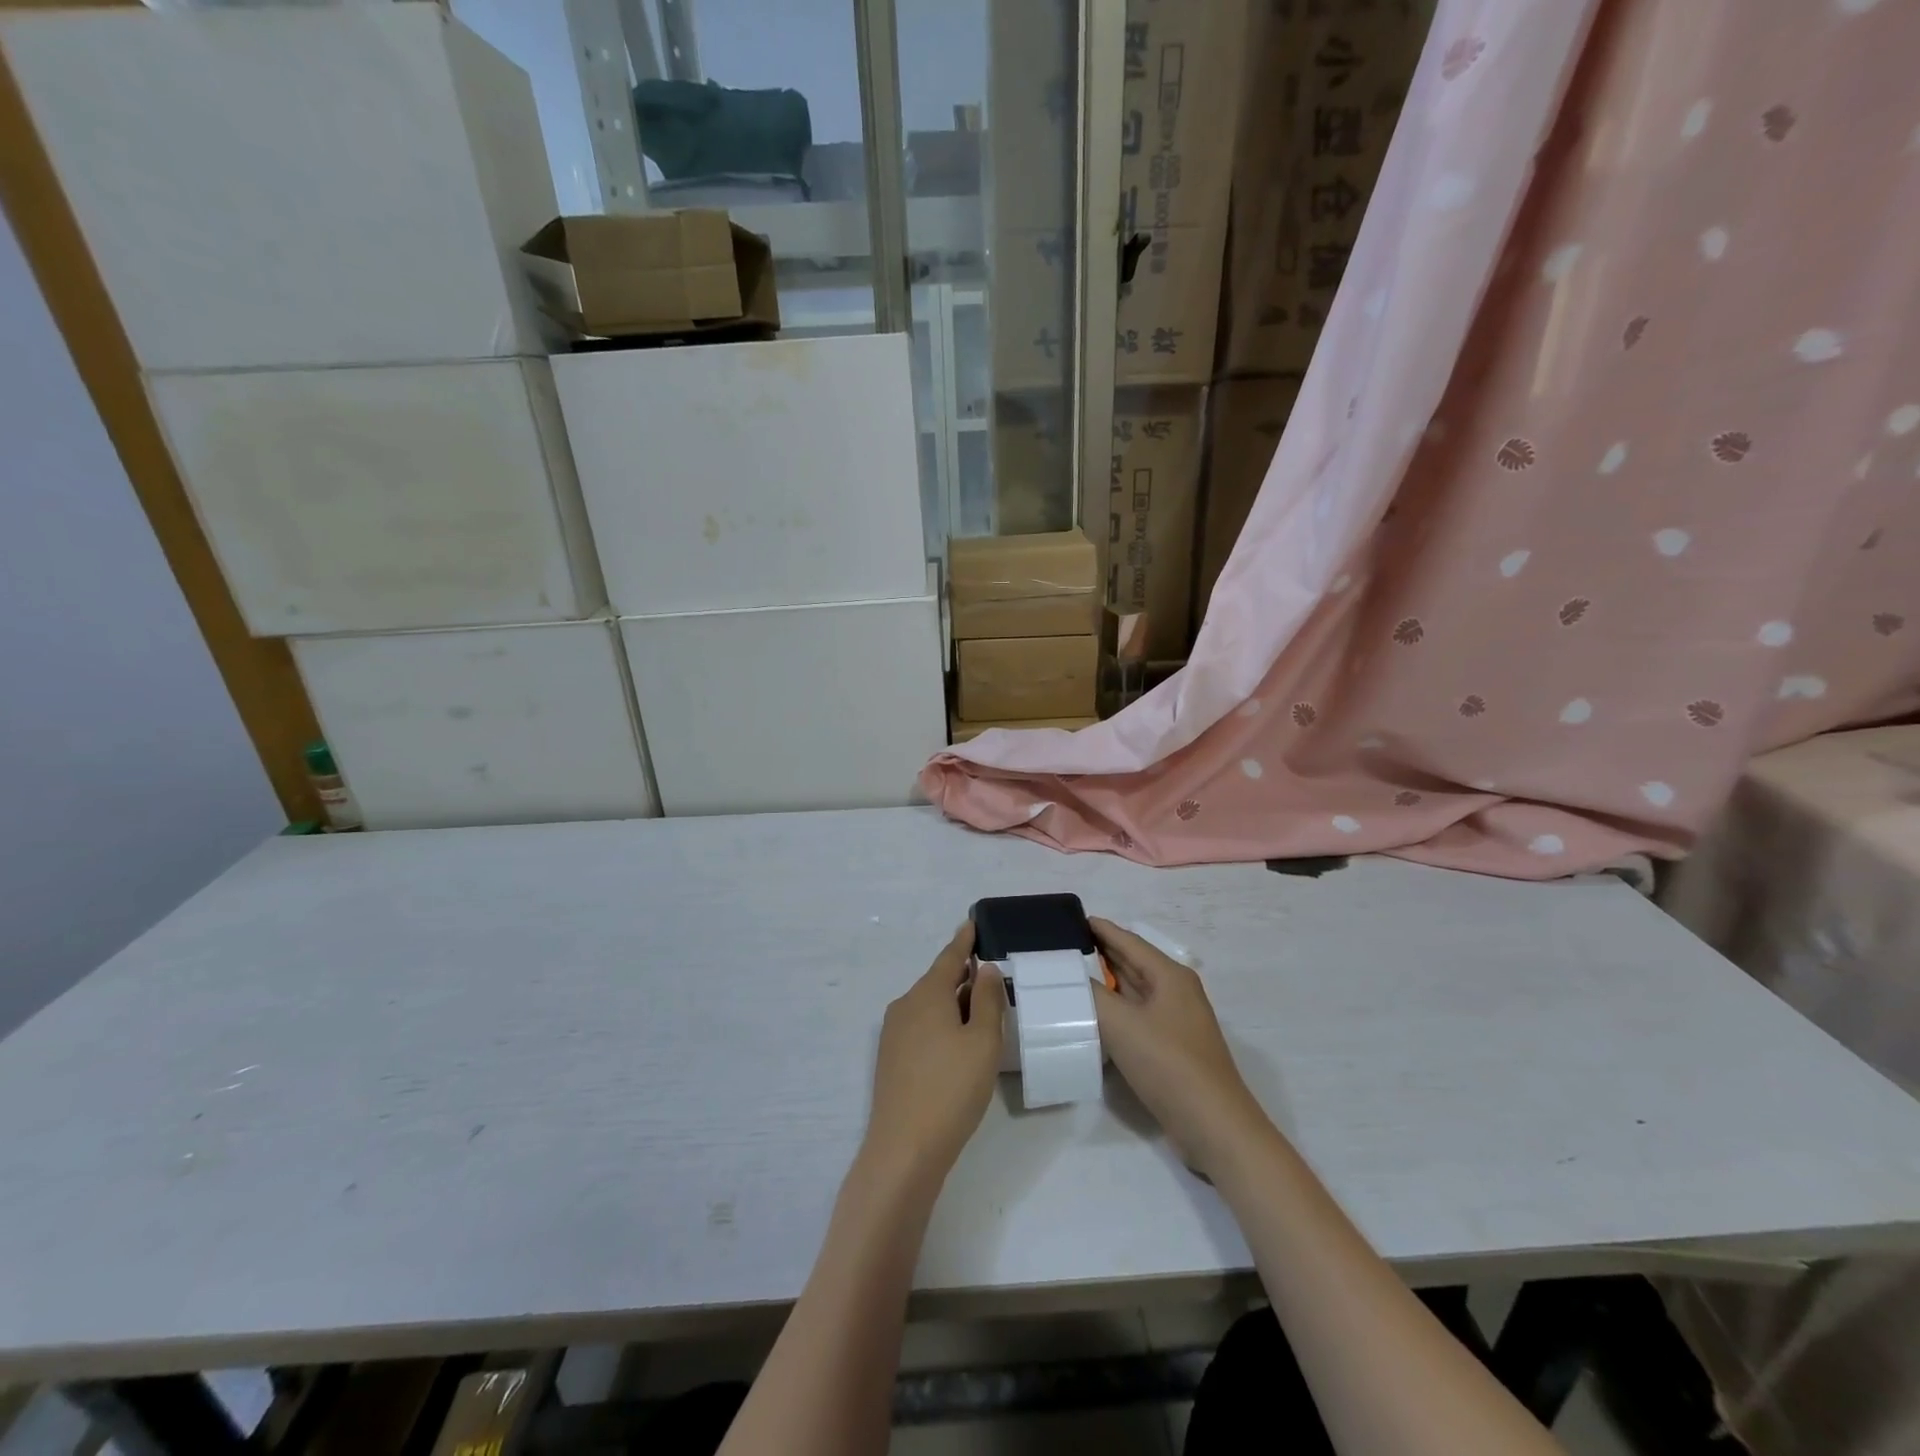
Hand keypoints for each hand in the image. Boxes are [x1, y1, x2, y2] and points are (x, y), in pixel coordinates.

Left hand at [861, 923, 1006, 1191]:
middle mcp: (905, 1006)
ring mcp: (893, 1033)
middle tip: (990, 975)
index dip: (964, 940)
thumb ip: (987, 1000)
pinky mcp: (890, 1059)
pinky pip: (921, 1026)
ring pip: (929, 1006)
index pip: (949, 957)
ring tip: (981, 1011)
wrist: (904, 1149)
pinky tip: (957, 1043)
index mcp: (927, 994)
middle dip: (963, 976)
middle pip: (938, 981)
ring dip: (953, 1003)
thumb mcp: (983, 1041)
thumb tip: (983, 968)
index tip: (972, 923)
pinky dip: (941, 1024)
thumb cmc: (952, 1089)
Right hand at [1091, 918, 1272, 1179]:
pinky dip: (1113, 1010)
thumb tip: (1070, 977)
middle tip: (1062, 946)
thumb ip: (1092, 996)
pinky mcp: (1171, 1048)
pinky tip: (1091, 1015)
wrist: (1214, 1126)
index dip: (1101, 929)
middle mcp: (1175, 992)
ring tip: (1069, 975)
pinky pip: (1136, 1016)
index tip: (1071, 919)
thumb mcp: (1122, 1025)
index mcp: (1170, 976)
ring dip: (1105, 982)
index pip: (1129, 941)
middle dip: (1100, 953)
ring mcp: (1175, 1021)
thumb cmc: (1169, 1064)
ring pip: (1133, 991)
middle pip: (1133, 963)